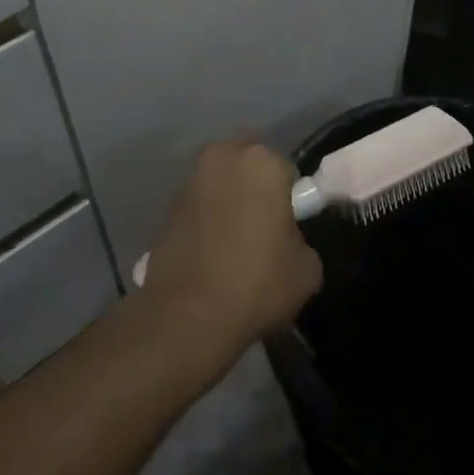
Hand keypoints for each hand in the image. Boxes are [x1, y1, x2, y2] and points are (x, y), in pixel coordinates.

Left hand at [141, 141, 322, 352]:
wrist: (188, 316)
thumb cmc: (257, 283)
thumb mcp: (306, 269)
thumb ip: (301, 241)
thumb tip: (287, 242)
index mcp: (261, 162)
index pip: (286, 171)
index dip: (291, 199)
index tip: (288, 228)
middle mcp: (223, 158)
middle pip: (248, 165)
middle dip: (256, 187)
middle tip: (262, 228)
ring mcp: (190, 181)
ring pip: (220, 183)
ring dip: (228, 201)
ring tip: (233, 245)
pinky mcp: (167, 207)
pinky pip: (198, 206)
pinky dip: (205, 220)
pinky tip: (209, 255)